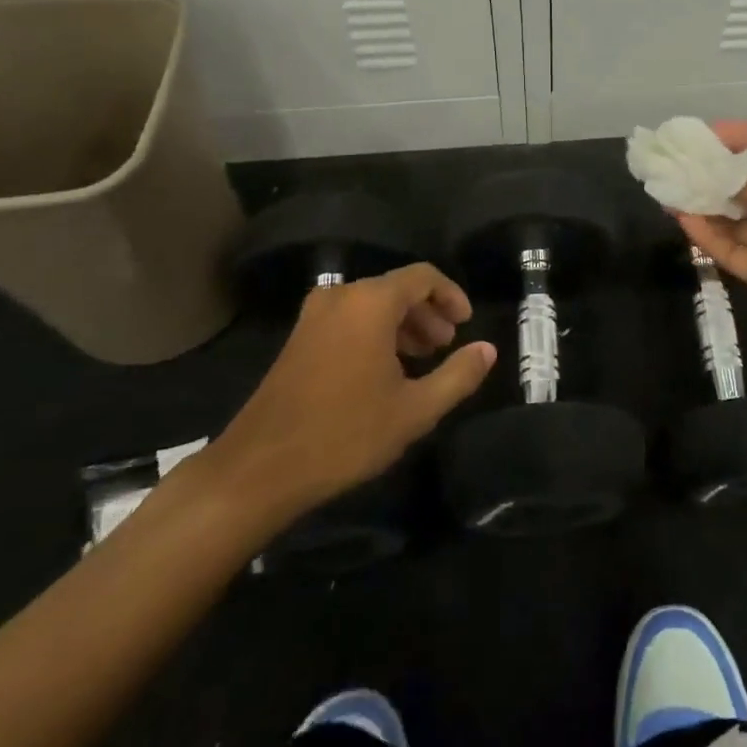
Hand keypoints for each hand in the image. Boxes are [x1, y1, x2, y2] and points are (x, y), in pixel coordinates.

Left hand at [198, 264, 494, 538]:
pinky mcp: (298, 338)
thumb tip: (488, 350)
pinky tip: (385, 371)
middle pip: (397, 288)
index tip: (467, 325)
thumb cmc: (345, 434)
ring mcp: (314, 317)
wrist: (259, 469)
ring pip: (372, 305)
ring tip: (422, 360)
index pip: (423, 276)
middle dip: (428, 313)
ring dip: (403, 325)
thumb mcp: (416, 409)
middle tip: (446, 346)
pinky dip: (375, 333)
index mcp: (370, 303)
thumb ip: (458, 374)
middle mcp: (341, 297)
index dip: (452, 295)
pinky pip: (349, 319)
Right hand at [677, 122, 746, 366]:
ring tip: (664, 184)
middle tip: (671, 159)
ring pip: (734, 217)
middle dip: (712, 171)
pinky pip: (731, 250)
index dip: (737, 138)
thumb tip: (719, 175)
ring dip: (703, 202)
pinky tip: (680, 216)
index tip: (701, 132)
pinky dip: (706, 234)